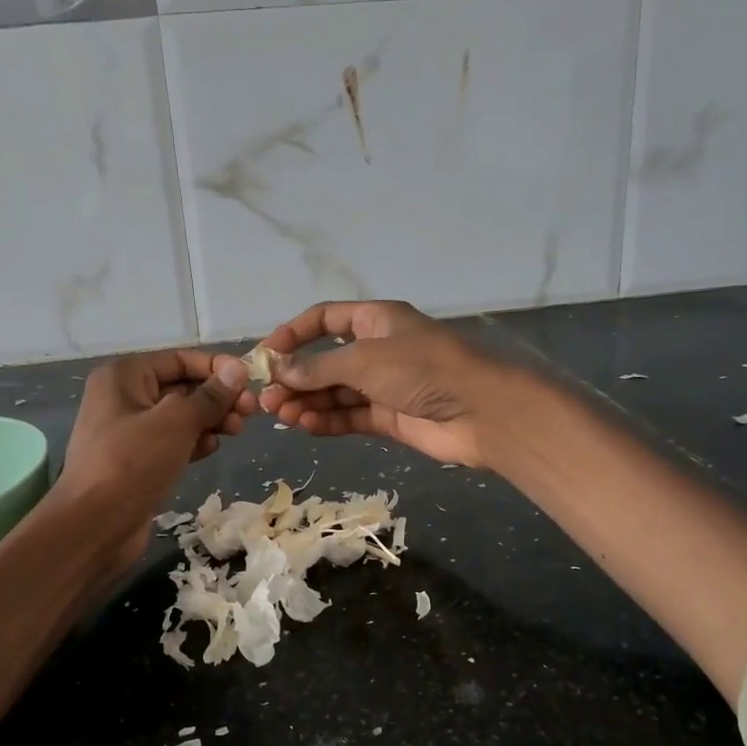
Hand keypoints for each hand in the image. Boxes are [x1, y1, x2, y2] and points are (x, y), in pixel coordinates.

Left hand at [58, 350, 255, 564]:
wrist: (93, 526)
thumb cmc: (131, 463)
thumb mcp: (175, 422)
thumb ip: (209, 396)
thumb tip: (237, 369)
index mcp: (125, 376)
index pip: (179, 359)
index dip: (216, 367)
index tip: (250, 381)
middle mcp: (125, 398)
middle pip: (182, 387)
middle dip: (217, 397)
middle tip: (250, 412)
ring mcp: (131, 432)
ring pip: (182, 416)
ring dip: (211, 420)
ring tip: (235, 431)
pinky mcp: (139, 461)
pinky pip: (174, 441)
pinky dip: (195, 442)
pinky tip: (211, 449)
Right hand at [255, 300, 504, 467]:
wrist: (480, 413)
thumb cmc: (423, 369)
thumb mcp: (365, 359)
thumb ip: (319, 367)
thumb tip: (279, 369)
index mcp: (376, 320)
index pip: (325, 319)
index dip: (293, 333)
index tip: (266, 355)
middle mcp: (378, 349)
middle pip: (326, 360)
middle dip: (296, 377)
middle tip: (268, 398)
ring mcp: (384, 386)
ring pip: (335, 392)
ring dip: (307, 402)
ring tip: (280, 415)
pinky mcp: (389, 418)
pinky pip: (349, 416)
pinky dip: (327, 421)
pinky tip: (305, 427)